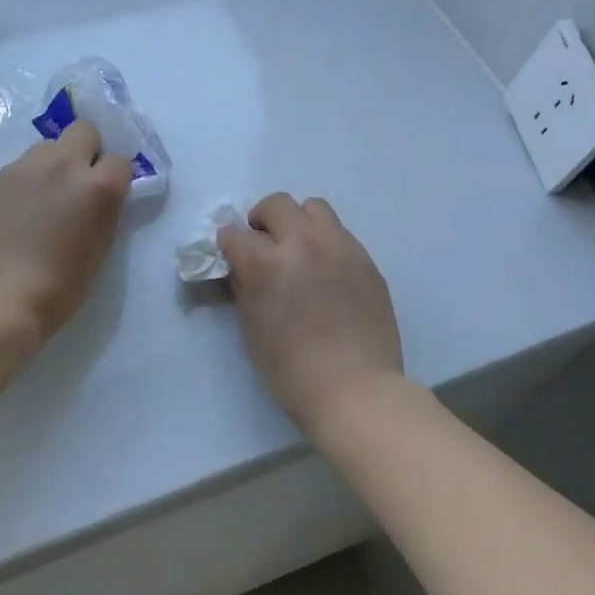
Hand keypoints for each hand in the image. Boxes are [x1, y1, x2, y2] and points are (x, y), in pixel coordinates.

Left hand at [0, 119, 133, 343]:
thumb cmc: (60, 287)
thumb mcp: (100, 247)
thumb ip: (104, 211)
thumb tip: (98, 197)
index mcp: (98, 187)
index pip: (120, 160)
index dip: (115, 176)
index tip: (108, 194)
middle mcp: (65, 165)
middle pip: (84, 130)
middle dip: (87, 150)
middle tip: (78, 181)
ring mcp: (26, 168)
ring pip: (48, 145)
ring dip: (54, 162)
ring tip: (44, 195)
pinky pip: (21, 166)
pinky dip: (27, 180)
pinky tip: (19, 209)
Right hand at [218, 194, 403, 435]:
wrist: (356, 390)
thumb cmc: (292, 370)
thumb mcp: (252, 328)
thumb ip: (243, 286)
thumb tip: (240, 265)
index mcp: (266, 263)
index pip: (234, 233)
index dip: (228, 244)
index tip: (231, 255)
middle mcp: (302, 243)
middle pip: (276, 204)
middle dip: (262, 221)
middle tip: (264, 245)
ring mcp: (339, 247)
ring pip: (314, 207)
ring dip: (298, 222)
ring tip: (299, 249)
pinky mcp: (365, 258)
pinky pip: (340, 232)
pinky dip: (325, 241)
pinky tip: (326, 270)